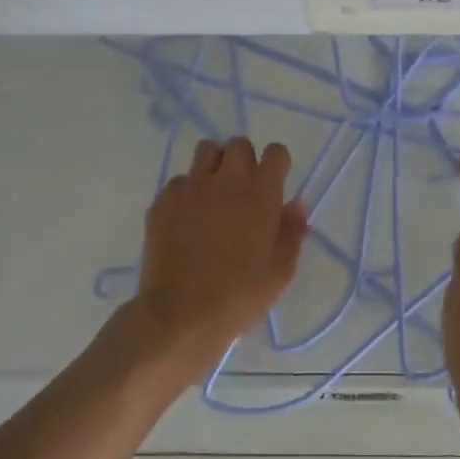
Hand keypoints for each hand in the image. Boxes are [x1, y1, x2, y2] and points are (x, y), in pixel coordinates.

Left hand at [124, 136, 307, 382]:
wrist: (182, 314)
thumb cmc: (241, 295)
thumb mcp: (281, 271)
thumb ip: (292, 231)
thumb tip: (296, 204)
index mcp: (261, 193)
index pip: (275, 152)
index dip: (276, 164)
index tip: (274, 183)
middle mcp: (227, 180)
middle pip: (238, 144)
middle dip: (244, 160)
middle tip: (243, 190)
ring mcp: (192, 187)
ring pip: (206, 151)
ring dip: (214, 165)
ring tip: (214, 194)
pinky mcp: (163, 200)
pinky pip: (179, 181)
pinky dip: (186, 192)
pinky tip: (186, 219)